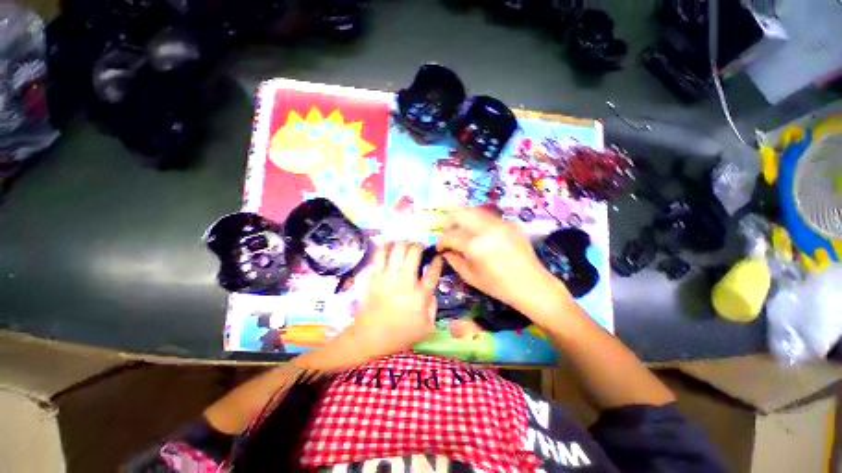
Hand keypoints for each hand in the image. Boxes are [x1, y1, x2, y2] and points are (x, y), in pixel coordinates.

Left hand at [342, 242, 443, 360]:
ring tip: (406, 245)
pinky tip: (390, 246)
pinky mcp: (374, 275)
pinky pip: (380, 254)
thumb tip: (432, 292)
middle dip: (419, 245)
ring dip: (404, 243)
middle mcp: (405, 280)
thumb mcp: (426, 328)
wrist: (369, 337)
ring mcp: (388, 276)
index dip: (437, 261)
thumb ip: (433, 307)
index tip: (437, 257)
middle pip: (414, 252)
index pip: (433, 271)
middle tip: (420, 247)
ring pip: (397, 249)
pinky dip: (386, 246)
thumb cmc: (399, 334)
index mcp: (420, 294)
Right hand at [437, 207, 567, 311]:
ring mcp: (500, 223)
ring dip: (463, 219)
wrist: (532, 285)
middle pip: (459, 212)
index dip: (441, 242)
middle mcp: (486, 228)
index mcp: (475, 245)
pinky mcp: (509, 223)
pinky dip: (477, 222)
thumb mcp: (470, 276)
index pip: (450, 236)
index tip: (440, 248)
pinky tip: (479, 234)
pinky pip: (487, 216)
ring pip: (474, 210)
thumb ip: (454, 260)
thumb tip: (446, 251)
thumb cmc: (498, 286)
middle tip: (448, 233)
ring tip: (461, 231)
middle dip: (449, 222)